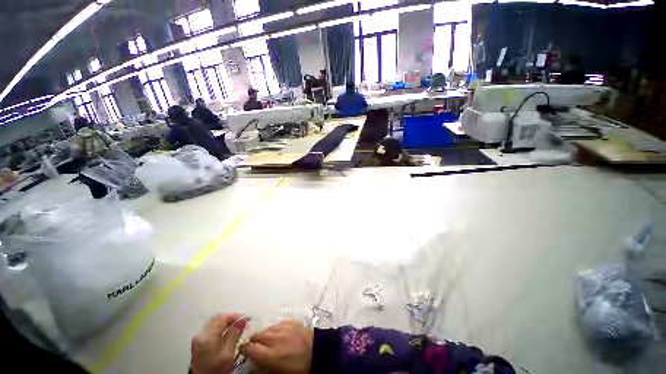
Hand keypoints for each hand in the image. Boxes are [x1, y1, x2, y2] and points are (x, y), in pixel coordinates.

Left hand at [191, 313, 246, 373]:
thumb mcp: (228, 352)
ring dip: (225, 324)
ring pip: (214, 323)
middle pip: (218, 318)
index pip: (223, 317)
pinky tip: (225, 335)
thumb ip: (235, 334)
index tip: (244, 319)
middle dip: (230, 319)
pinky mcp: (198, 345)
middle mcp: (201, 335)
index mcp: (208, 336)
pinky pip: (210, 330)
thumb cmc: (215, 371)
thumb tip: (242, 321)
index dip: (235, 316)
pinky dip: (219, 329)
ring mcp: (198, 340)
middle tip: (240, 323)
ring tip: (234, 329)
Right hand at [240, 320, 312, 373]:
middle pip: (257, 335)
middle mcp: (276, 339)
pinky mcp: (292, 321)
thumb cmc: (299, 368)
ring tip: (269, 341)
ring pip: (268, 328)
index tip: (244, 351)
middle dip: (254, 340)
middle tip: (256, 346)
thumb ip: (264, 367)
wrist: (318, 353)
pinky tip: (280, 334)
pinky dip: (277, 329)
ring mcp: (285, 328)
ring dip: (266, 334)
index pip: (249, 348)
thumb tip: (254, 363)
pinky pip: (279, 323)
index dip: (244, 349)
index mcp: (271, 355)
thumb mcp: (278, 373)